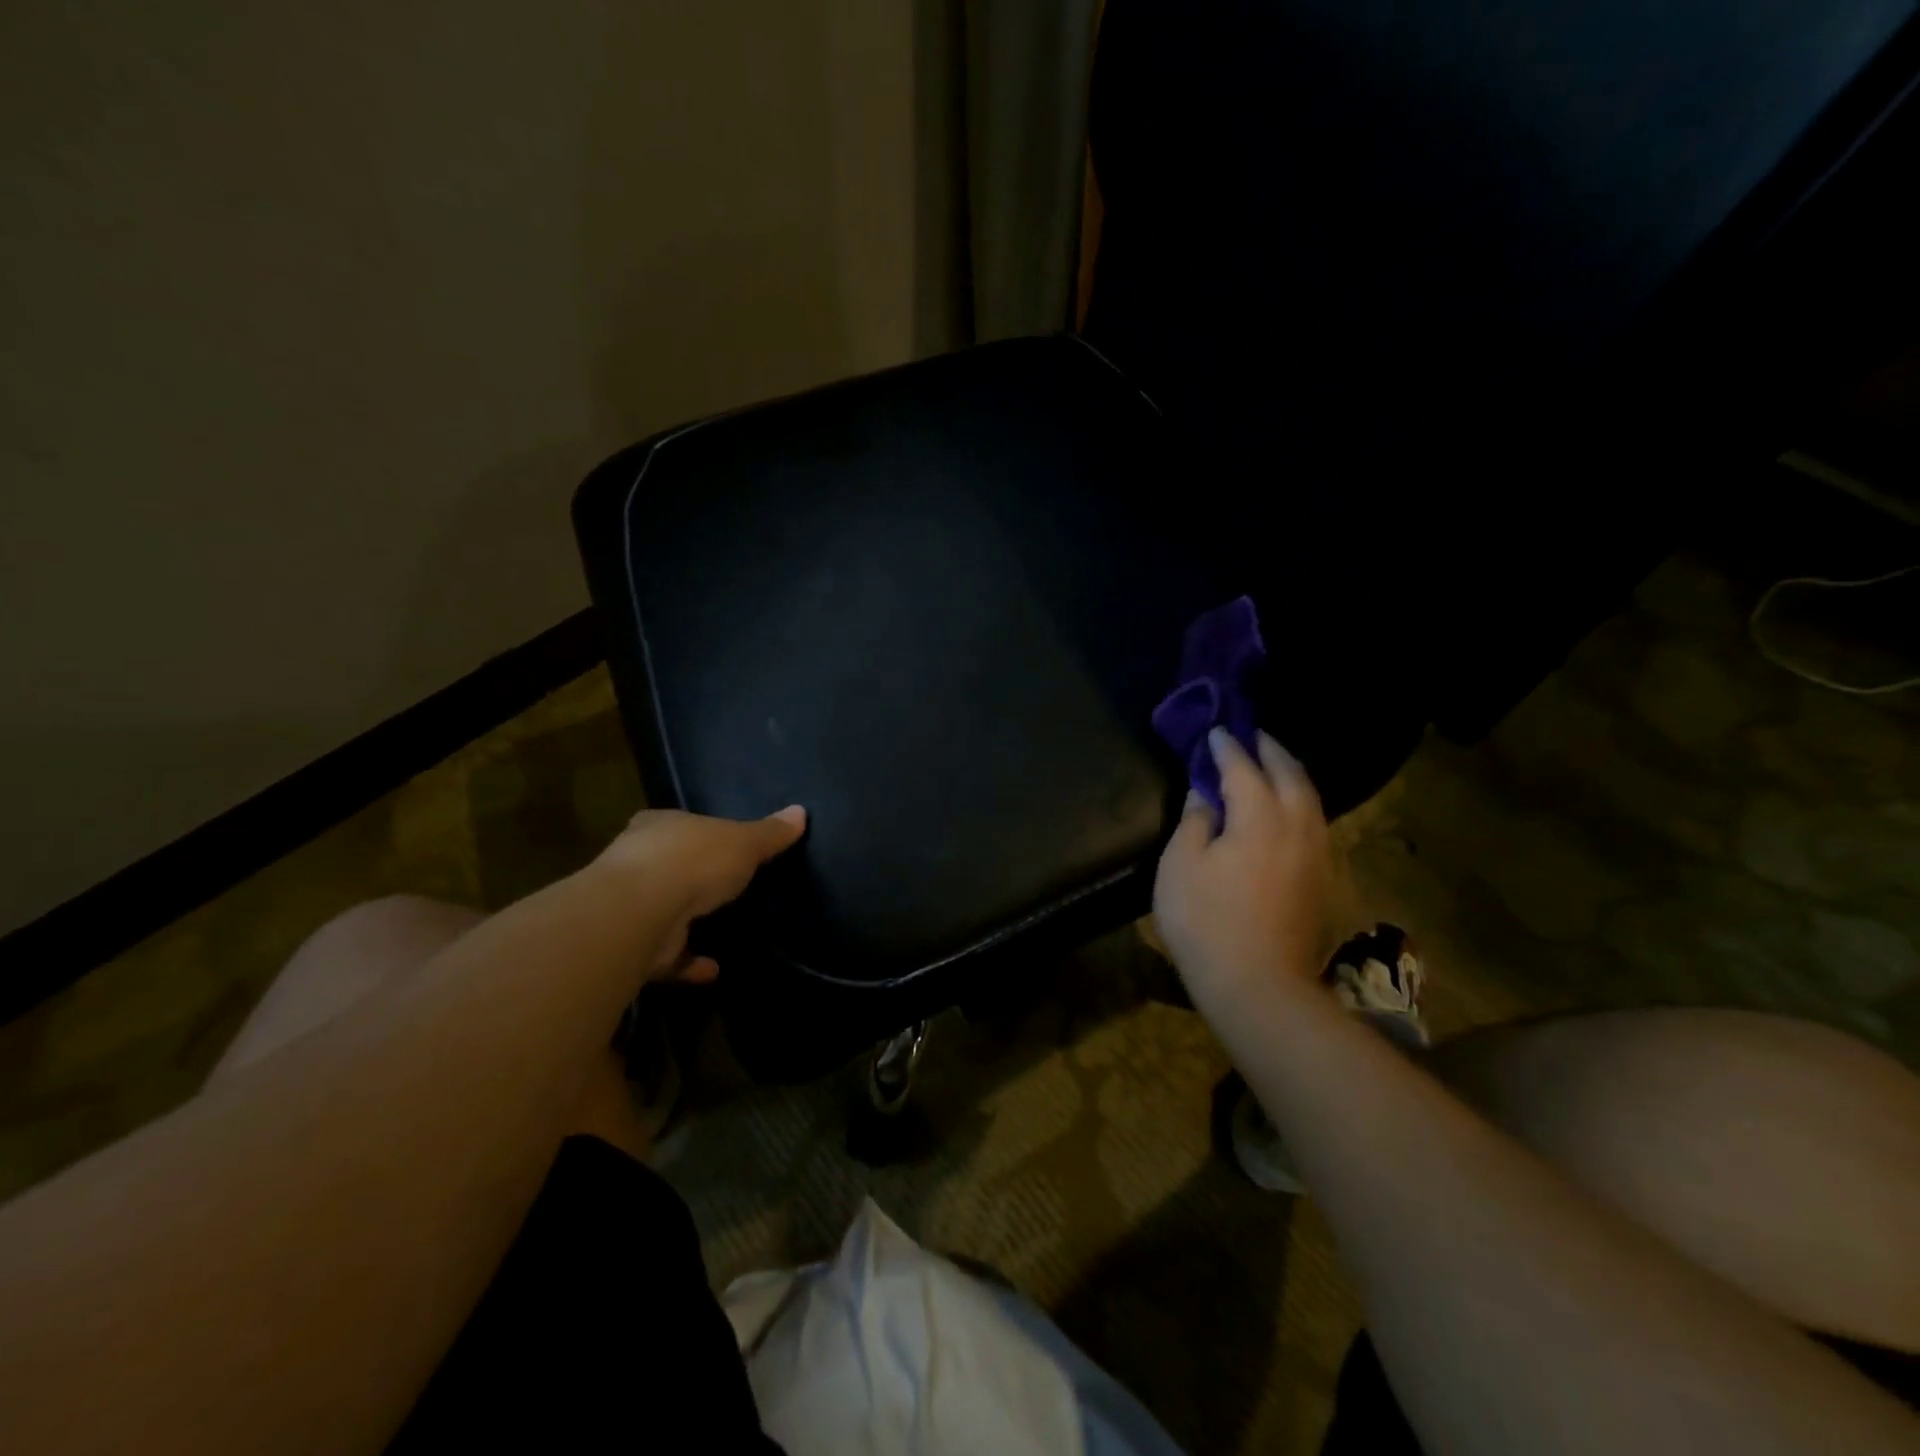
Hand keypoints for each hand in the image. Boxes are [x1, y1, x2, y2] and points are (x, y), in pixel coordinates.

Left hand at [597, 805, 807, 981]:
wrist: (641, 912)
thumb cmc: (694, 860)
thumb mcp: (744, 841)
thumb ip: (770, 833)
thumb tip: (801, 811)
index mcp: (660, 826)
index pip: (679, 824)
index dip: (698, 833)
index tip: (718, 844)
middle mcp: (637, 860)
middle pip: (667, 865)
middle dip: (690, 876)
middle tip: (721, 888)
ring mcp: (630, 904)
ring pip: (661, 910)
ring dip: (687, 922)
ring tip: (719, 930)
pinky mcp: (632, 944)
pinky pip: (666, 953)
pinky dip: (688, 962)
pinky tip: (713, 969)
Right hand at [1153, 729, 1334, 1016]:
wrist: (1258, 985)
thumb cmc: (1206, 922)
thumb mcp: (1181, 866)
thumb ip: (1194, 821)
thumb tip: (1204, 793)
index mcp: (1259, 818)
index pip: (1243, 769)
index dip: (1227, 748)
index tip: (1216, 731)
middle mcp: (1297, 826)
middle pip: (1290, 775)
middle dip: (1271, 750)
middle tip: (1253, 735)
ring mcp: (1317, 853)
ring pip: (1311, 799)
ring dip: (1291, 774)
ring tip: (1274, 764)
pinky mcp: (1324, 878)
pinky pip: (1316, 822)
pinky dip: (1301, 802)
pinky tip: (1289, 809)